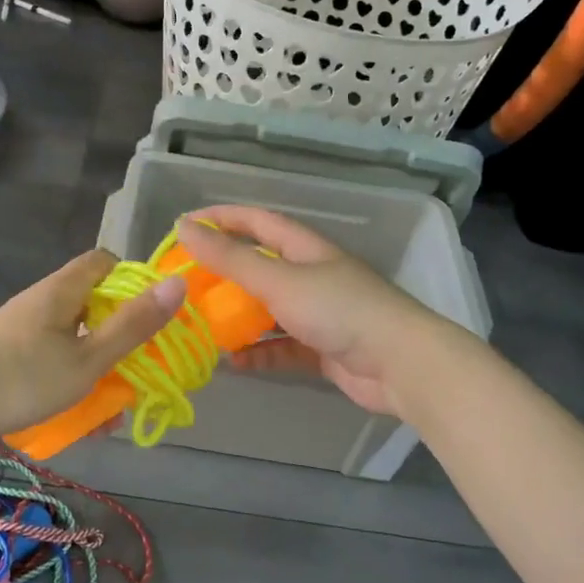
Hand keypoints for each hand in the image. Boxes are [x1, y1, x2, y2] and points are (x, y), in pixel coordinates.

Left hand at [0, 249, 186, 440]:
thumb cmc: (23, 378)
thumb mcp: (88, 358)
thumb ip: (133, 325)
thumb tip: (178, 283)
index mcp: (63, 290)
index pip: (104, 262)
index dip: (133, 283)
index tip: (150, 317)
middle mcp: (42, 301)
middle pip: (93, 304)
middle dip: (119, 338)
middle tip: (137, 371)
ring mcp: (23, 328)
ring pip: (75, 339)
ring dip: (97, 369)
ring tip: (110, 411)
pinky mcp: (9, 355)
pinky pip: (53, 359)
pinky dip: (71, 381)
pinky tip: (78, 418)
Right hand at [176, 206, 449, 416]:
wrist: (399, 364)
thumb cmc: (338, 309)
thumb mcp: (278, 279)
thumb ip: (230, 258)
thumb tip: (184, 226)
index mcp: (305, 249)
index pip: (258, 222)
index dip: (224, 218)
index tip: (187, 224)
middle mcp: (312, 276)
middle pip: (261, 268)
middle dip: (225, 275)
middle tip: (188, 285)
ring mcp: (319, 314)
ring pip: (269, 311)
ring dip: (239, 319)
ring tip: (204, 327)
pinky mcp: (323, 349)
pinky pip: (282, 347)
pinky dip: (260, 353)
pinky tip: (235, 362)